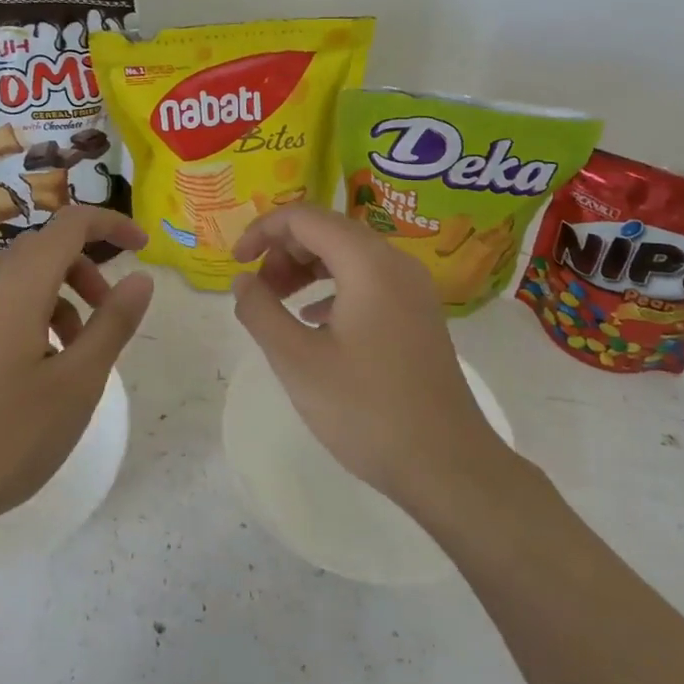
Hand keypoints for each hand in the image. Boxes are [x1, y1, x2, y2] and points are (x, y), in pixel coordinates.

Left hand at [0, 206, 154, 552]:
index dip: (111, 225)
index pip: (70, 224)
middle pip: (45, 249)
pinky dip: (37, 319)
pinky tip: (44, 374)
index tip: (144, 249)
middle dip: (88, 268)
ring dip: (64, 298)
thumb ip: (113, 324)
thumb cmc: (3, 437)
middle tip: (112, 313)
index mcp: (17, 286)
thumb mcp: (76, 384)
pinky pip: (4, 308)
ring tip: (81, 355)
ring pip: (24, 281)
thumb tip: (140, 278)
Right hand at [230, 206, 507, 520]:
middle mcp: (395, 263)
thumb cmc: (366, 409)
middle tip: (258, 291)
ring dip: (307, 269)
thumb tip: (243, 280)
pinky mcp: (417, 314)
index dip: (263, 230)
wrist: (447, 465)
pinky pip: (367, 280)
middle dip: (284, 251)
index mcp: (368, 263)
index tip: (237, 263)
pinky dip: (332, 288)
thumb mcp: (297, 360)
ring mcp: (412, 289)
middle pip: (328, 231)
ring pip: (348, 255)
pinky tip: (314, 320)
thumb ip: (260, 311)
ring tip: (279, 304)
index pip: (305, 217)